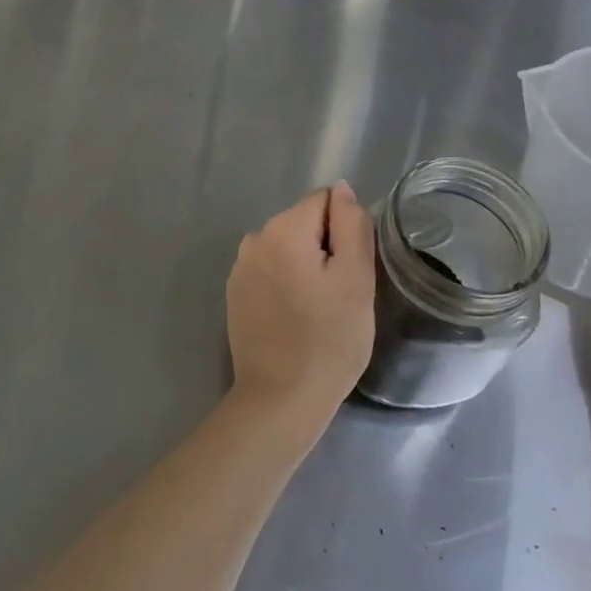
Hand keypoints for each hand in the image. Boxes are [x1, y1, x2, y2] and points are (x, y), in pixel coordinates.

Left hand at [226, 183, 375, 430]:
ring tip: (318, 312)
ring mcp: (240, 266)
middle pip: (304, 223)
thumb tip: (342, 189)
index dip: (345, 232)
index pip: (325, 201)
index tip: (350, 271)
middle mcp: (255, 237)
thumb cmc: (328, 340)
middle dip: (325, 250)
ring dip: (306, 268)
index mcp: (283, 228)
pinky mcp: (235, 293)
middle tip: (338, 297)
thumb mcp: (355, 279)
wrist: (279, 400)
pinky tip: (294, 320)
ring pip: (288, 249)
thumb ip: (351, 225)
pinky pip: (270, 272)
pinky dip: (286, 285)